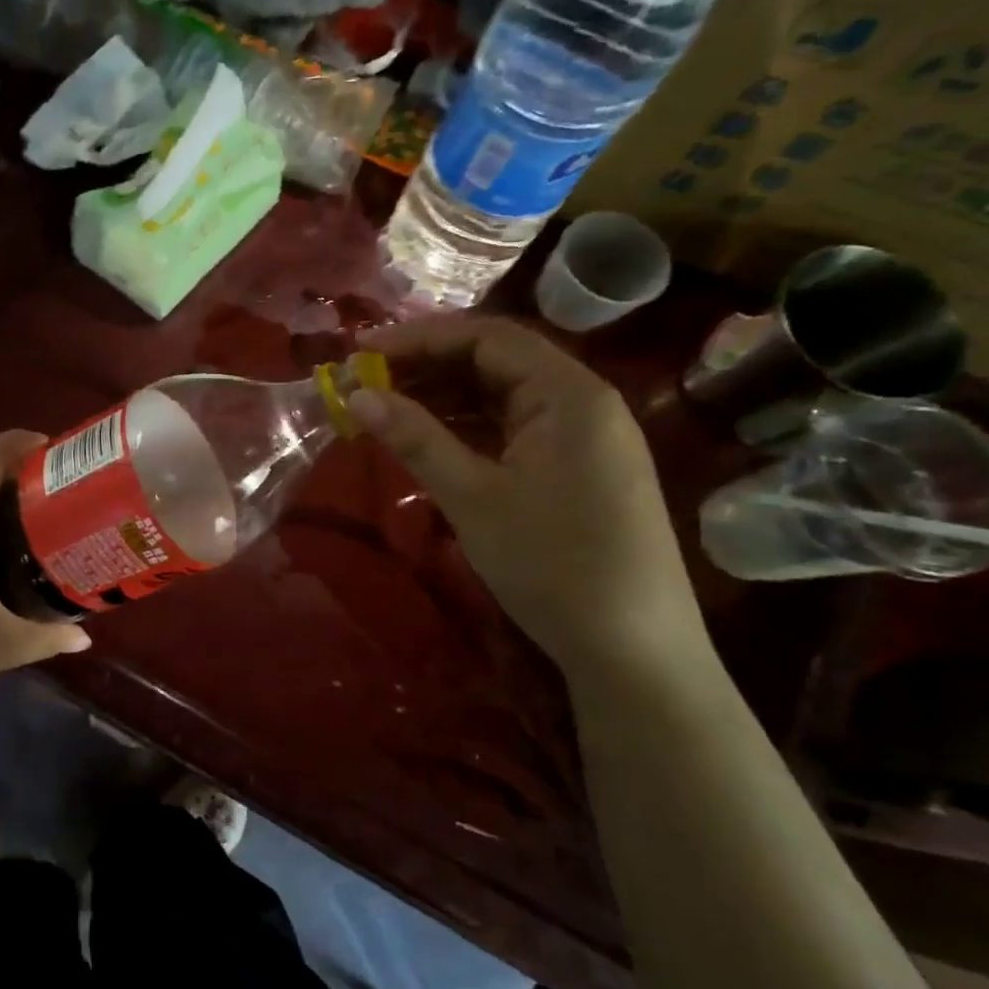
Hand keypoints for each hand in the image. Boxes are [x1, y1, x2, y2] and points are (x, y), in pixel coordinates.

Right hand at [351, 317, 704, 674]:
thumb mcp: (472, 497)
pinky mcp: (576, 470)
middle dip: (427, 366)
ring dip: (443, 398)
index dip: (419, 337)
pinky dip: (467, 428)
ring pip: (502, 397)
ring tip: (384, 409)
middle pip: (496, 361)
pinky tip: (428, 440)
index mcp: (569, 394)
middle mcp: (583, 402)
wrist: (632, 651)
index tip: (360, 351)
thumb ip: (415, 438)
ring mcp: (583, 438)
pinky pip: (513, 429)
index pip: (487, 337)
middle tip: (365, 382)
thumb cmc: (552, 564)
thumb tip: (356, 394)